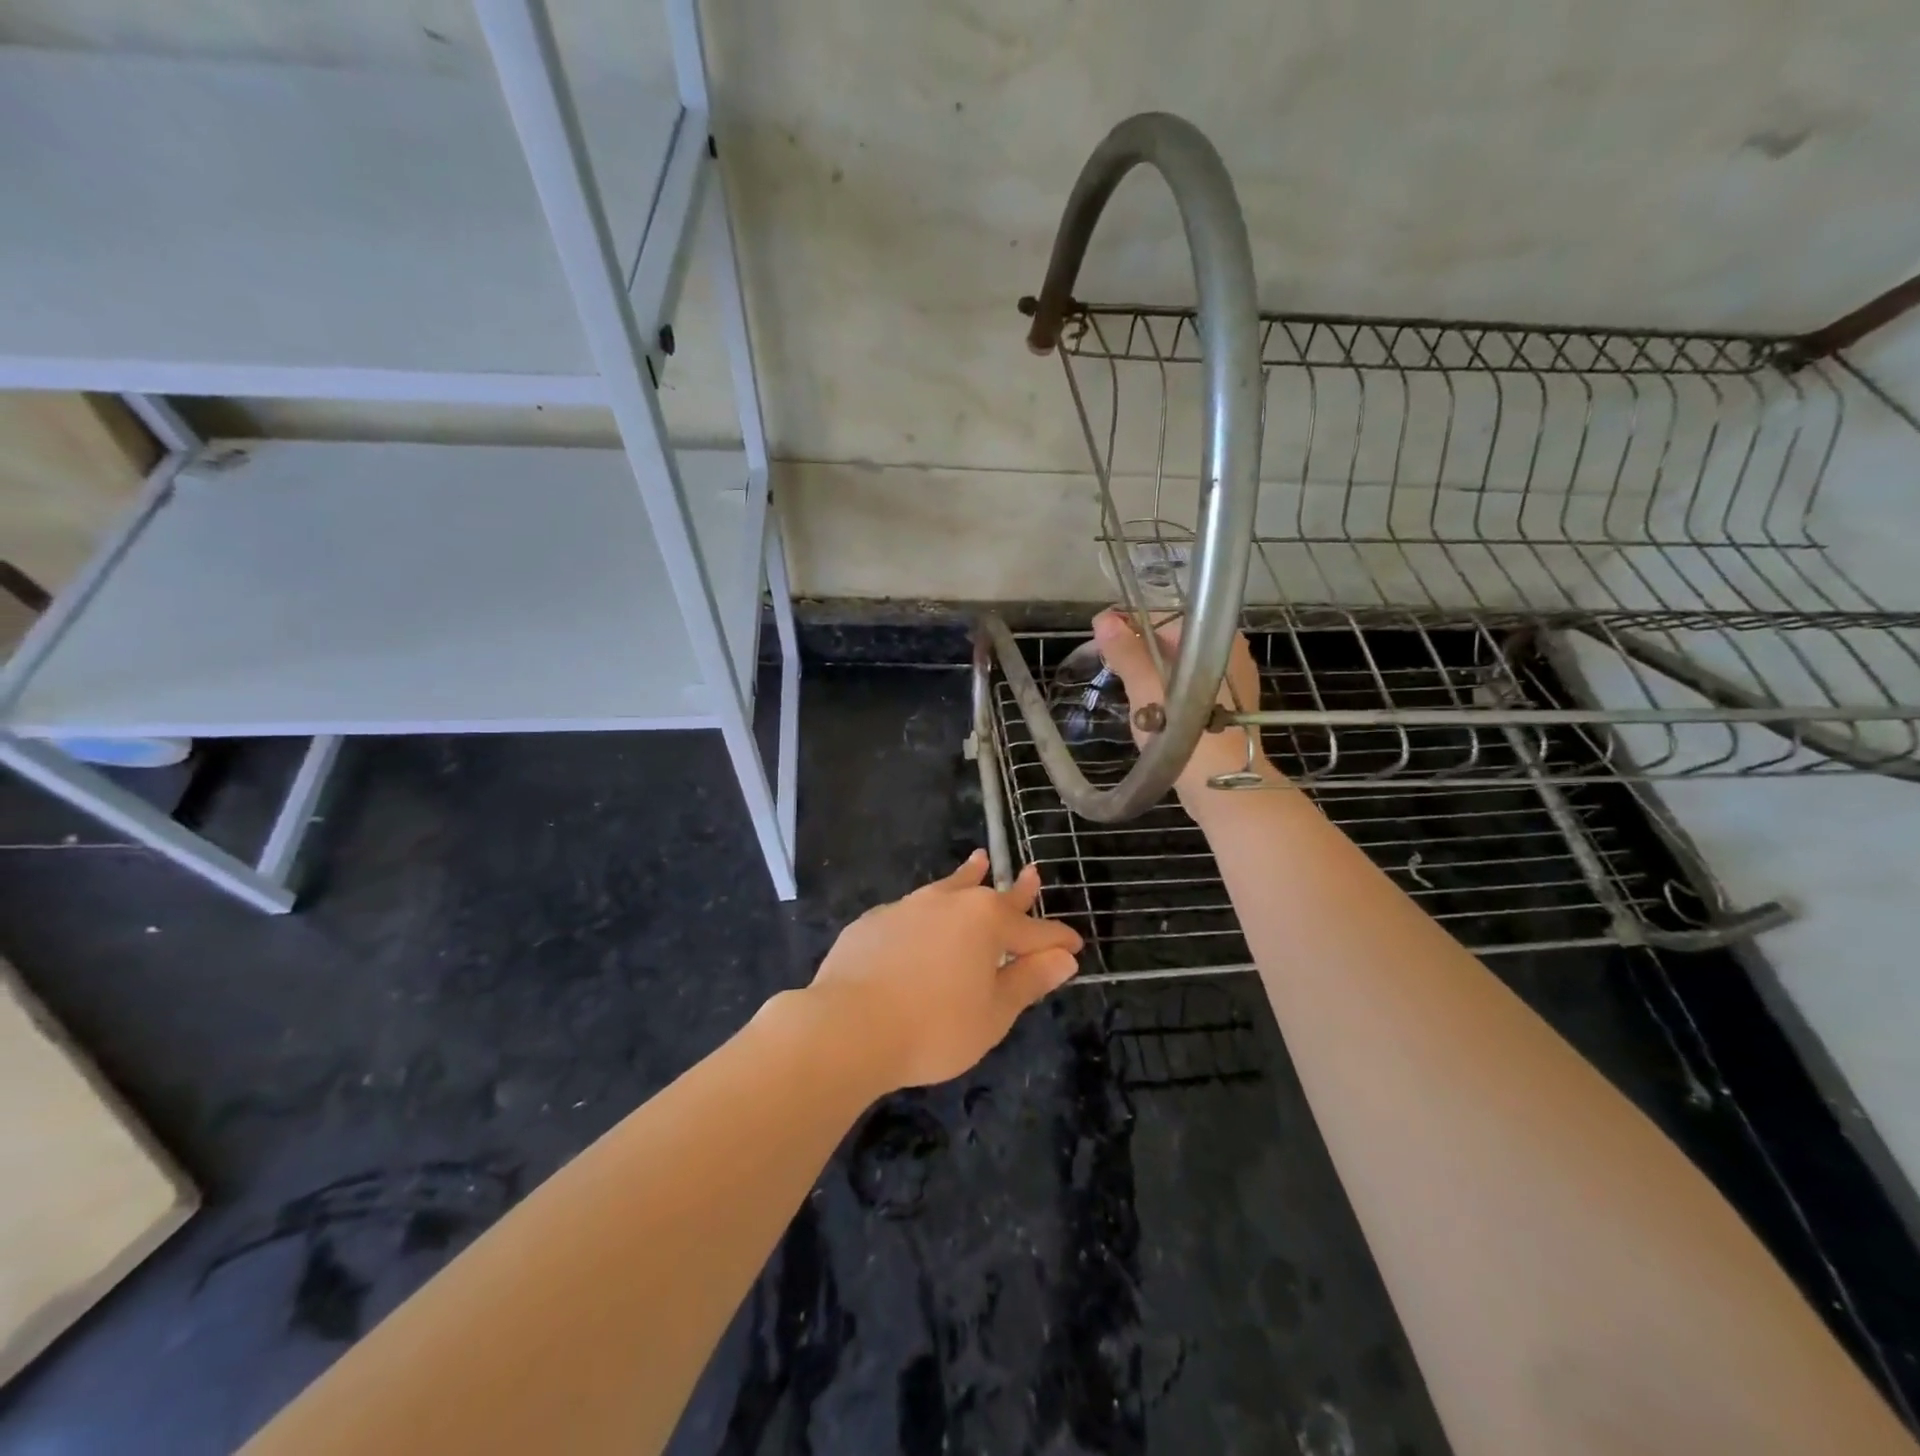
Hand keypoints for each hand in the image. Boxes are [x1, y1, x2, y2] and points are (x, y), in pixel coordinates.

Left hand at [803, 851, 1082, 1091]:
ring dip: (968, 877)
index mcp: (986, 922)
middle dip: (1017, 891)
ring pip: (948, 888)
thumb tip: (1064, 958)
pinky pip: (911, 910)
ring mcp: (907, 907)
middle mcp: (949, 903)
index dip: (1057, 940)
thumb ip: (1028, 980)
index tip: (1076, 945)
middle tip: (1032, 874)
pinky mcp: (873, 921)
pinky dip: (927, 911)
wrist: (847, 1027)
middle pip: (993, 896)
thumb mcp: (993, 1013)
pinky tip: (921, 918)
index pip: (1033, 930)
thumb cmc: (934, 1027)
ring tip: (978, 860)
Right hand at [1091, 608, 1280, 803]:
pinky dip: (1164, 691)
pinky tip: (1146, 706)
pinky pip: (1186, 689)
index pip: (1165, 617)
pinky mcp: (1223, 711)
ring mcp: (1229, 684)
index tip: (1099, 637)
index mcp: (1216, 640)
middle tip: (1106, 664)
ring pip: (1178, 667)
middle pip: (1173, 641)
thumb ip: (1126, 653)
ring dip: (1149, 672)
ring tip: (1121, 685)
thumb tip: (1103, 620)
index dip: (1128, 624)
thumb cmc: (1182, 730)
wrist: (1219, 785)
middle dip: (1137, 649)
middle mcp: (1229, 655)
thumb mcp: (1146, 687)